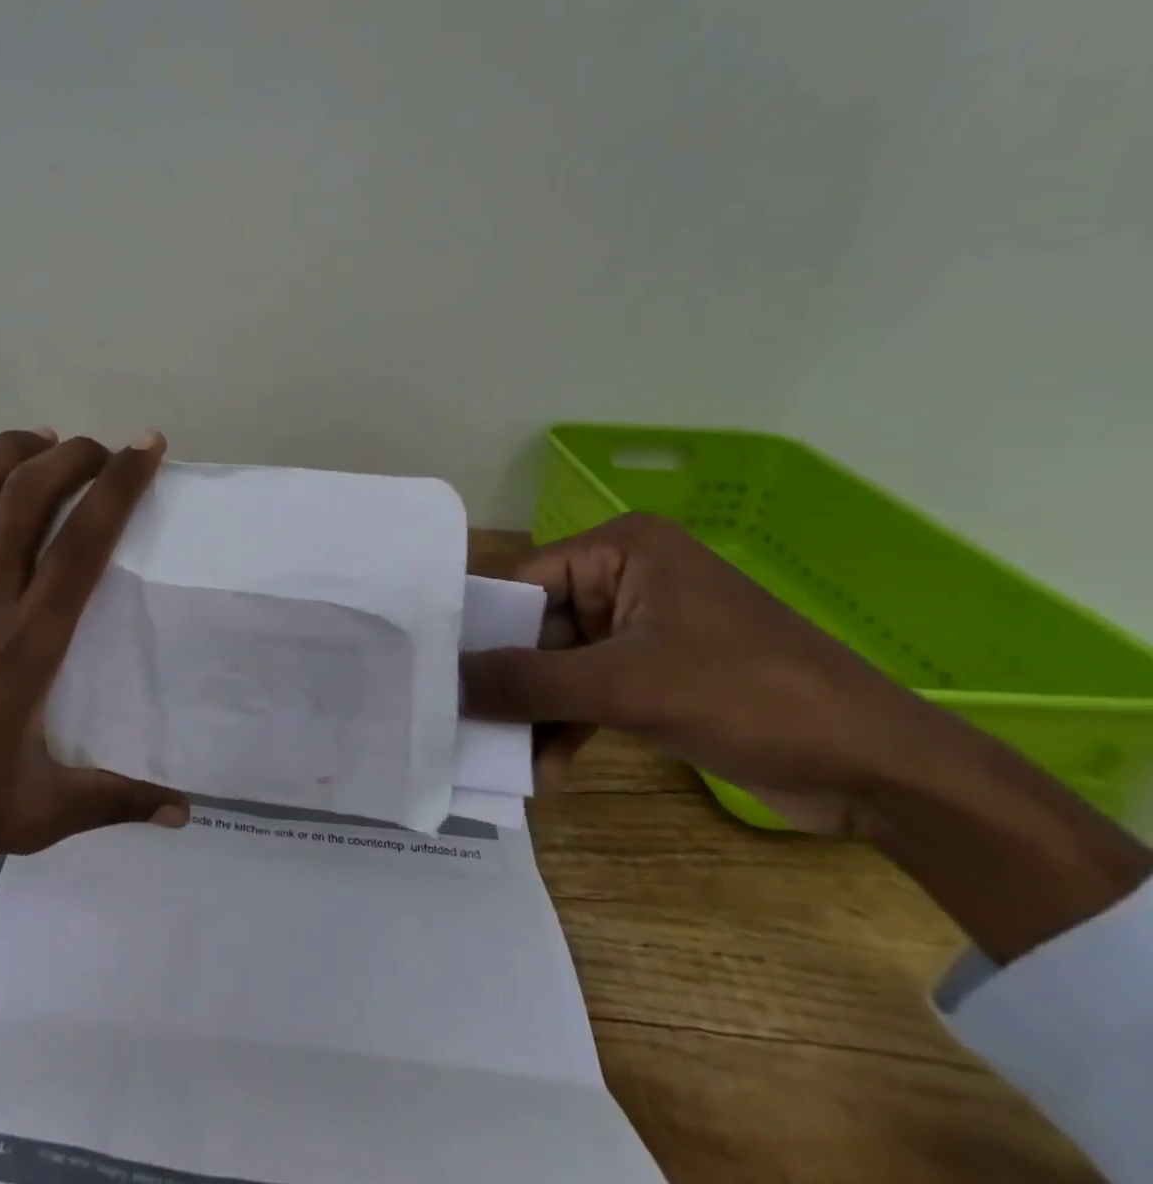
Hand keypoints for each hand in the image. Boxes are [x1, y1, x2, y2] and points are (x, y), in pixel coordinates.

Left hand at [0, 414, 188, 924]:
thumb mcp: (34, 815)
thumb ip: (113, 802)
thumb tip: (185, 811)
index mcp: (29, 641)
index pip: (86, 541)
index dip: (121, 484)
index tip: (146, 447)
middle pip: (33, 494)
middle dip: (74, 455)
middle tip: (97, 449)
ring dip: (14, 449)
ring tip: (43, 440)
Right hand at [464, 514, 1149, 960]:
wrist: (882, 771)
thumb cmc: (750, 697)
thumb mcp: (627, 686)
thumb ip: (529, 682)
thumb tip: (447, 683)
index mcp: (621, 549)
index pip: (524, 581)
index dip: (481, 629)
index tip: (439, 674)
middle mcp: (626, 577)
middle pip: (539, 627)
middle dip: (512, 682)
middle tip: (466, 727)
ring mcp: (644, 627)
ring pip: (563, 665)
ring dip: (539, 713)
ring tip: (507, 761)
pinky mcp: (659, 672)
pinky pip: (593, 690)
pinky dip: (570, 726)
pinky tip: (549, 769)